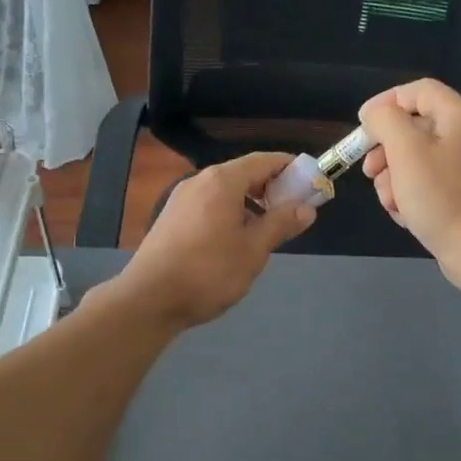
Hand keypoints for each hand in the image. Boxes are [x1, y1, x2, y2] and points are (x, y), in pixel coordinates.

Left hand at [106, 153, 315, 330]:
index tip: (311, 182)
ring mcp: (182, 198)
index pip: (264, 160)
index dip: (290, 168)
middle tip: (293, 210)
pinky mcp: (171, 217)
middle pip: (243, 173)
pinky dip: (230, 211)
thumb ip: (281, 224)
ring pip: (225, 190)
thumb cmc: (208, 272)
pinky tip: (236, 239)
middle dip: (271, 187)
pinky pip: (209, 203)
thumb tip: (307, 208)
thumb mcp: (253, 250)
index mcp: (223, 181)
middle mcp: (200, 180)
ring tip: (267, 228)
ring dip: (250, 201)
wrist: (149, 299)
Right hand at [359, 80, 460, 286]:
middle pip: (414, 127)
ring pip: (415, 159)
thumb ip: (385, 121)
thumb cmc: (442, 196)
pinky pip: (426, 184)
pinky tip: (404, 215)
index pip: (418, 90)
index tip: (361, 125)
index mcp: (458, 116)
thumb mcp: (406, 151)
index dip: (386, 101)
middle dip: (385, 149)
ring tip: (390, 201)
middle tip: (368, 170)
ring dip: (393, 178)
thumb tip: (375, 113)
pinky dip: (409, 195)